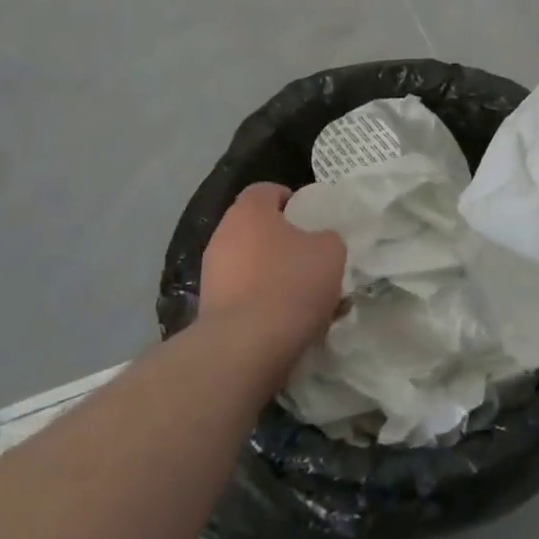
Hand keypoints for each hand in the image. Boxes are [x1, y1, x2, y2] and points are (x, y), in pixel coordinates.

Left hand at [200, 183, 346, 371]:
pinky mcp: (208, 309)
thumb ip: (326, 239)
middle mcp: (223, 235)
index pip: (266, 190)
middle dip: (281, 241)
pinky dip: (259, 303)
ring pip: (247, 264)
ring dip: (270, 274)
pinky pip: (240, 296)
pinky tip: (283, 322)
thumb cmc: (291, 284)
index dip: (290, 199)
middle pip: (255, 228)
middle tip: (309, 258)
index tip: (310, 218)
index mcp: (249, 211)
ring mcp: (211, 273)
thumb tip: (318, 243)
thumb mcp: (330, 252)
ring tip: (301, 297)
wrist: (245, 348)